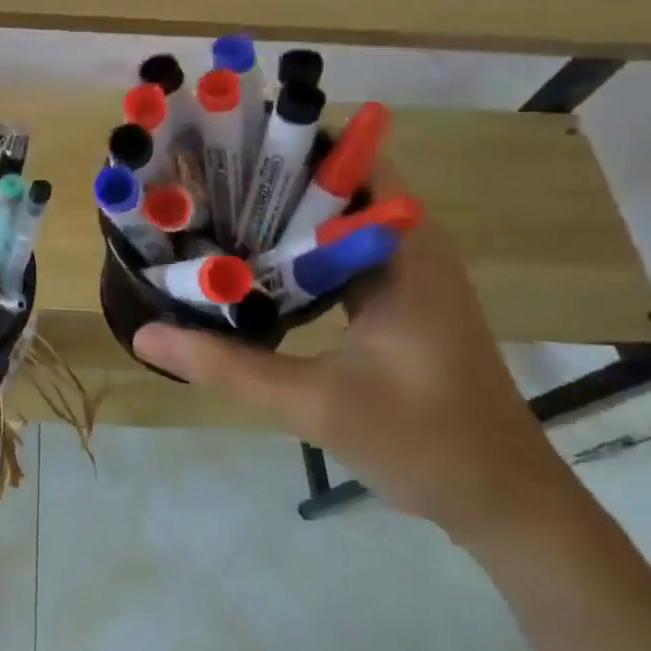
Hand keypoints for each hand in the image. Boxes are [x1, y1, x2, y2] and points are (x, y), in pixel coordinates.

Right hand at [132, 163, 584, 544]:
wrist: (507, 505)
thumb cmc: (425, 443)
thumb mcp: (313, 404)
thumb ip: (226, 365)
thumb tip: (144, 335)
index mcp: (405, 252)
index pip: (350, 162)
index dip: (288, 145)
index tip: (222, 145)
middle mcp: (410, 248)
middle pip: (336, 186)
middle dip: (270, 178)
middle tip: (198, 181)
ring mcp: (408, 276)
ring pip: (336, 222)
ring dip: (280, 215)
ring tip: (209, 211)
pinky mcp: (400, 302)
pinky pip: (340, 255)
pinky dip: (296, 251)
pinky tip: (249, 266)